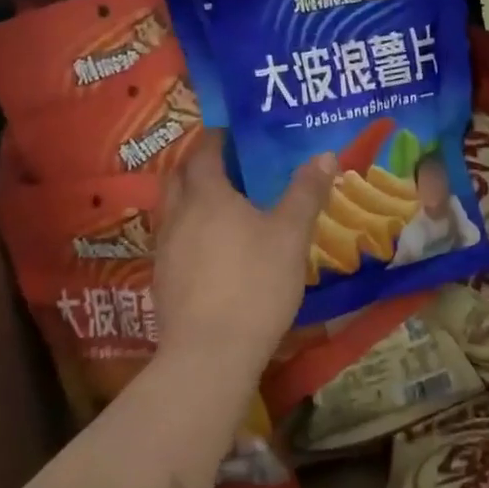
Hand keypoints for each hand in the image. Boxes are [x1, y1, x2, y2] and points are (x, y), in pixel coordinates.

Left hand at [154, 134, 336, 377]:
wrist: (210, 355)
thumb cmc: (254, 283)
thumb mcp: (290, 235)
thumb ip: (306, 193)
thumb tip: (325, 155)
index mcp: (206, 195)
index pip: (203, 152)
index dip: (216, 138)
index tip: (233, 132)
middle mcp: (178, 215)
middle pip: (179, 176)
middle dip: (198, 164)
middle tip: (228, 163)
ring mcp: (165, 250)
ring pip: (173, 209)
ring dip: (192, 198)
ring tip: (223, 205)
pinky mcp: (163, 281)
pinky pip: (175, 240)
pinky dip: (191, 230)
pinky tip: (213, 249)